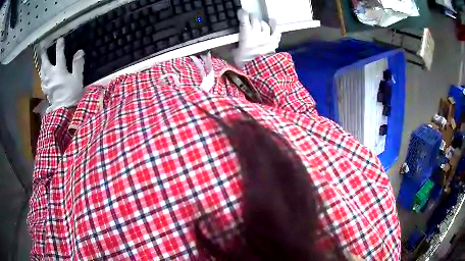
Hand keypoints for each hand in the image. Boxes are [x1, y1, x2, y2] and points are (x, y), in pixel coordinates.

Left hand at [40, 38, 84, 112]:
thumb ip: (78, 65)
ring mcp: (47, 83)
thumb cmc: (72, 94)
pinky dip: (42, 75)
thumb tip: (80, 51)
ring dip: (41, 64)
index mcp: (59, 71)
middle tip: (42, 47)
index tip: (60, 39)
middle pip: (45, 63)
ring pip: (42, 71)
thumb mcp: (77, 79)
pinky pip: (42, 80)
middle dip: (44, 54)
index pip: (59, 55)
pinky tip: (42, 75)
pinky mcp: (46, 91)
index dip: (59, 46)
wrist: (64, 111)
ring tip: (41, 60)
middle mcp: (51, 75)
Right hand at [233, 9, 281, 67]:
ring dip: (260, 22)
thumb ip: (232, 46)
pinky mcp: (274, 42)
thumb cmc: (245, 64)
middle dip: (251, 17)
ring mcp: (267, 37)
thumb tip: (230, 45)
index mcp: (246, 36)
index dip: (242, 14)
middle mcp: (257, 34)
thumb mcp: (234, 55)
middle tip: (248, 18)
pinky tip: (272, 21)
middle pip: (255, 20)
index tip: (240, 13)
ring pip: (264, 24)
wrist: (259, 73)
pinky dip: (275, 25)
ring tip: (257, 22)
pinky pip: (276, 31)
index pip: (245, 20)